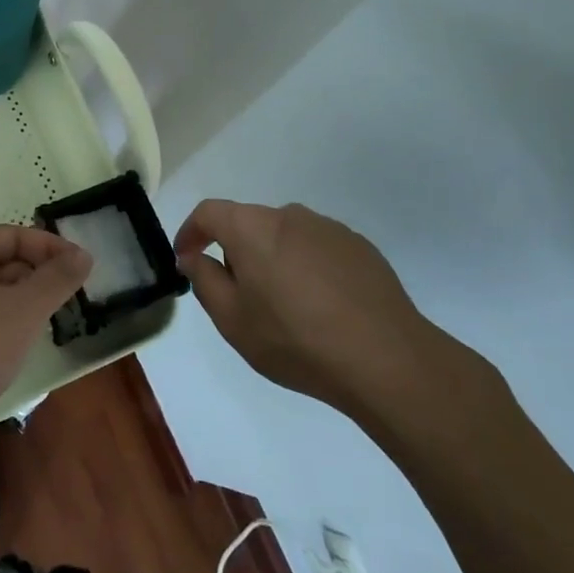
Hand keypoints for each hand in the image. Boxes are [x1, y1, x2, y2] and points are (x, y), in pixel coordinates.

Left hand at [0, 225, 89, 440]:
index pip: (13, 235)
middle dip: (38, 273)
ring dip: (24, 298)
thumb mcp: (25, 309)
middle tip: (70, 295)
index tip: (81, 266)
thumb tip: (82, 255)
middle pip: (1, 259)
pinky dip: (5, 319)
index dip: (50, 246)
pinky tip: (21, 342)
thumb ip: (57, 278)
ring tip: (51, 319)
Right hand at [174, 200, 473, 421]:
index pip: (209, 212)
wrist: (387, 359)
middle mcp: (289, 215)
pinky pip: (317, 248)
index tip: (186, 259)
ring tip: (285, 306)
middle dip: (235, 251)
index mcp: (252, 227)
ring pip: (284, 235)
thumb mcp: (232, 319)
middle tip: (239, 295)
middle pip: (248, 223)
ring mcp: (329, 228)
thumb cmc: (295, 339)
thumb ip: (204, 279)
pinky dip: (307, 267)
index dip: (191, 232)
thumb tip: (192, 256)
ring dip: (273, 259)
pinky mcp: (360, 247)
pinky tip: (321, 307)